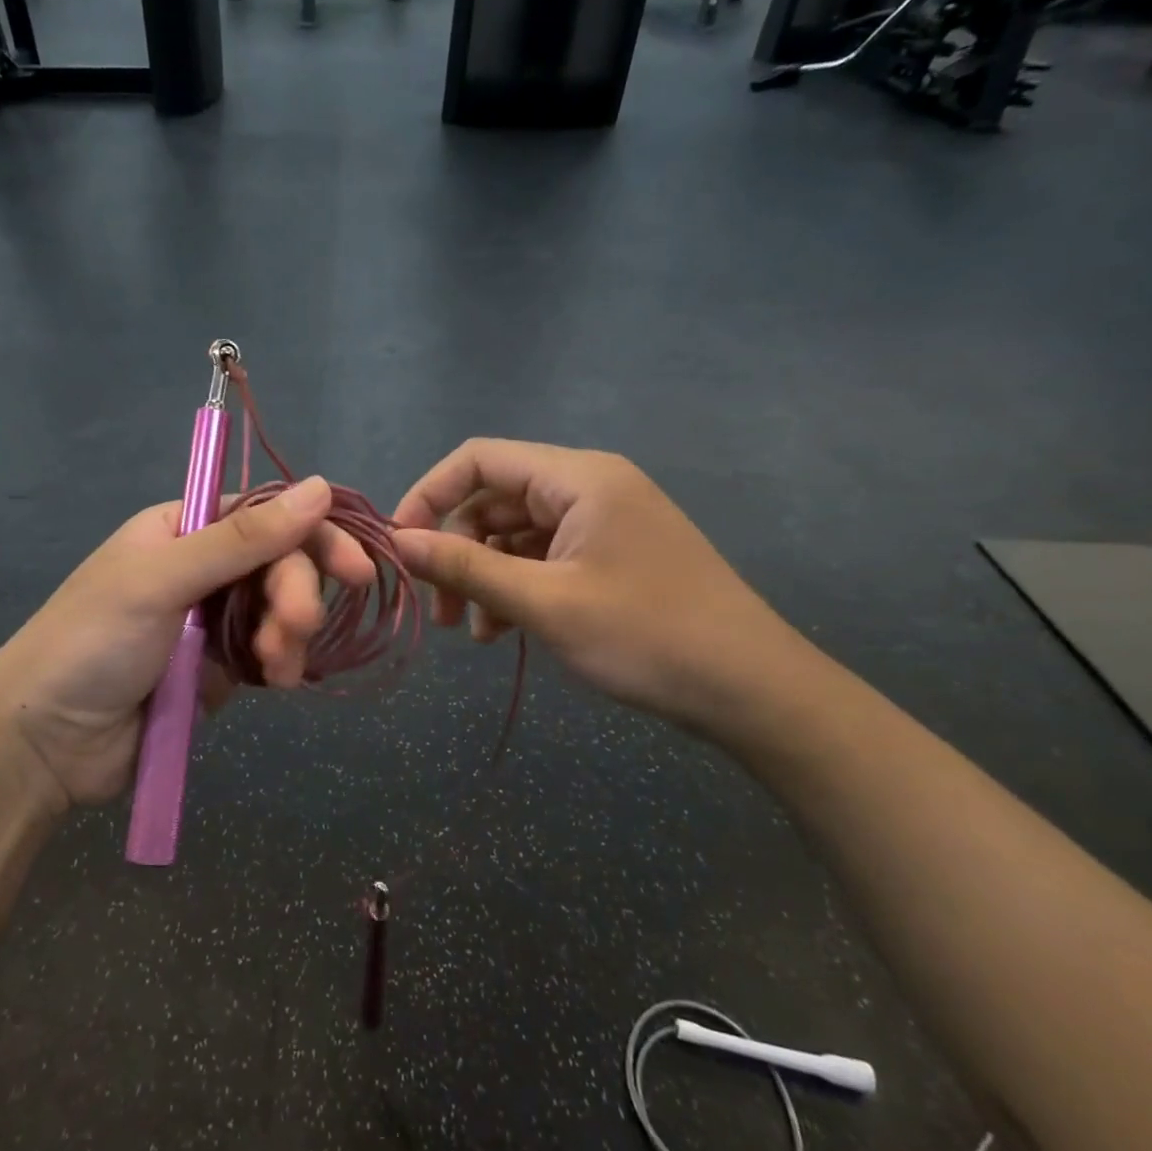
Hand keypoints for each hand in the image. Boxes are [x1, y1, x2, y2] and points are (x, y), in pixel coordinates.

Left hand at [0, 477, 376, 812]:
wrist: (47, 745)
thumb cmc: (93, 641)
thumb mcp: (163, 580)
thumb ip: (243, 538)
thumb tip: (322, 487)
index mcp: (183, 528)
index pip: (266, 515)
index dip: (313, 536)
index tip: (354, 569)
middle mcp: (202, 567)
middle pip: (279, 564)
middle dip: (295, 595)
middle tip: (296, 628)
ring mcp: (212, 619)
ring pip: (280, 611)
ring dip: (289, 634)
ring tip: (277, 666)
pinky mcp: (219, 669)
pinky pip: (269, 653)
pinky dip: (280, 662)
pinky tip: (278, 679)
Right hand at [391, 439, 801, 733]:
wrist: (752, 690)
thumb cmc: (646, 636)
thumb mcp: (544, 603)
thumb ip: (465, 568)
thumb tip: (399, 543)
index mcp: (577, 478)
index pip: (479, 459)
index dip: (429, 495)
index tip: (401, 546)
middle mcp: (589, 487)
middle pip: (495, 501)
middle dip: (456, 550)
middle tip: (439, 610)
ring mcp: (602, 523)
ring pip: (515, 536)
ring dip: (484, 577)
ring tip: (474, 633)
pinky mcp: (611, 557)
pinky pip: (544, 559)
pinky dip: (516, 589)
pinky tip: (505, 633)